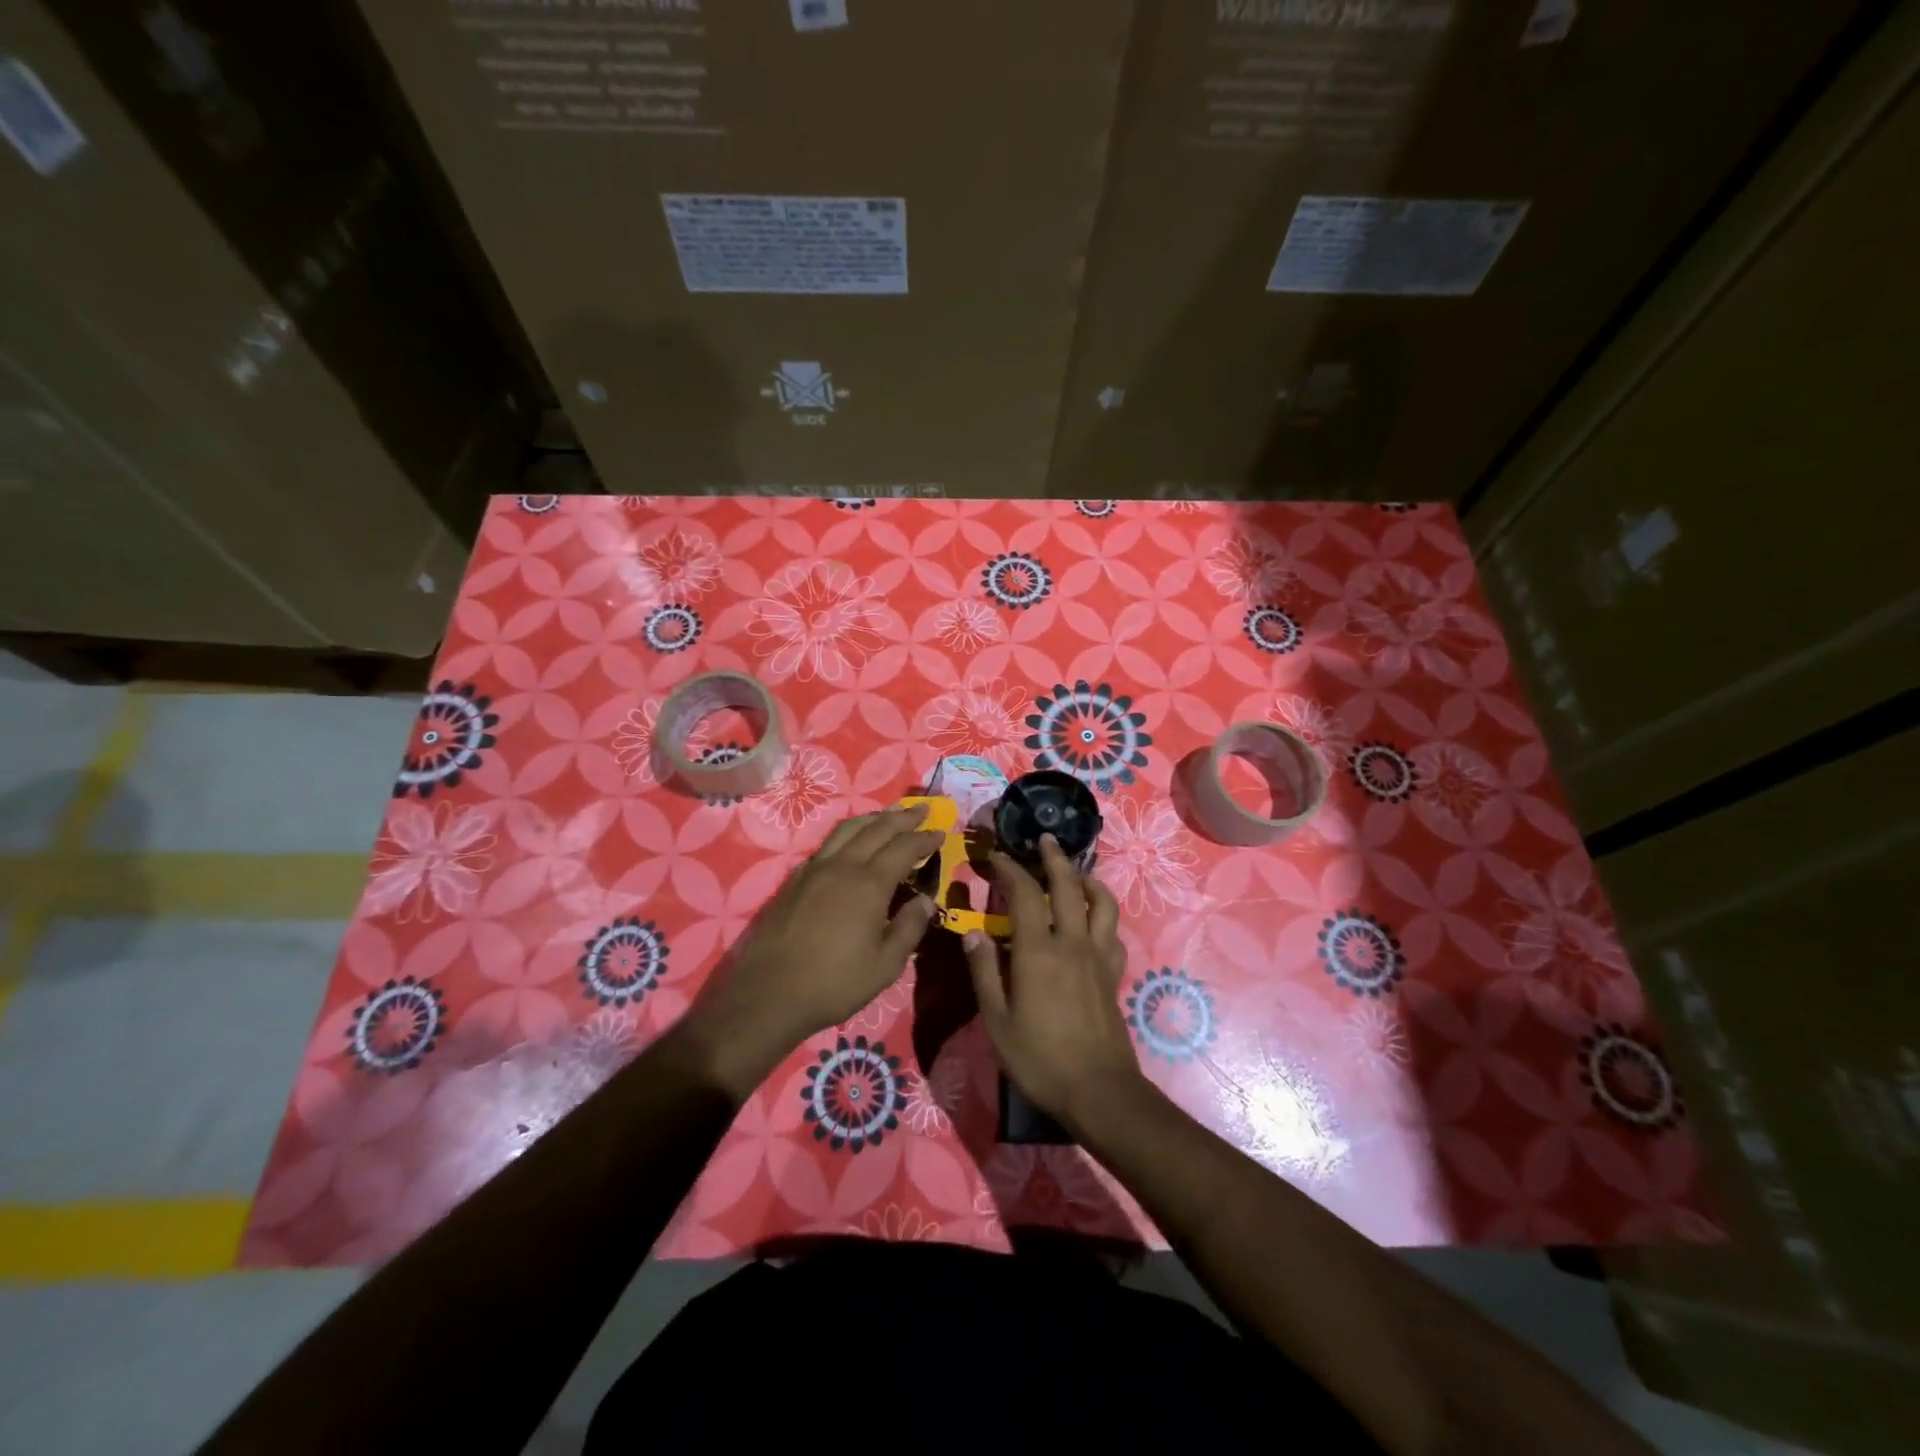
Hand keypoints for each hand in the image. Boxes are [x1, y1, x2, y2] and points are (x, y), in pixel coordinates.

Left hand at [681, 807, 940, 1094]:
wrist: (768, 993)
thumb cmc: (834, 983)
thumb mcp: (885, 965)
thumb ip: (909, 928)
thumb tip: (926, 901)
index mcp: (869, 884)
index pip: (904, 848)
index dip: (924, 838)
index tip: (941, 831)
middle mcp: (842, 866)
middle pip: (877, 829)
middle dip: (903, 817)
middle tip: (923, 809)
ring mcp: (814, 869)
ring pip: (848, 829)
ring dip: (874, 818)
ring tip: (889, 815)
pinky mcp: (794, 879)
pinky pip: (827, 844)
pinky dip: (847, 834)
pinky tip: (851, 842)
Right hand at [963, 834, 1144, 1129]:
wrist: (1098, 1090)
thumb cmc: (1039, 1058)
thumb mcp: (997, 1020)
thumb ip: (984, 972)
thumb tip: (972, 933)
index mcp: (1038, 951)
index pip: (1025, 894)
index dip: (1011, 870)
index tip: (998, 857)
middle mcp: (1072, 943)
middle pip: (1069, 886)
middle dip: (1055, 858)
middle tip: (1044, 840)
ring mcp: (1098, 957)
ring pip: (1102, 903)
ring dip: (1088, 880)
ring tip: (1075, 873)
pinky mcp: (1114, 973)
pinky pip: (1113, 932)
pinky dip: (1103, 916)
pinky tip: (1092, 921)